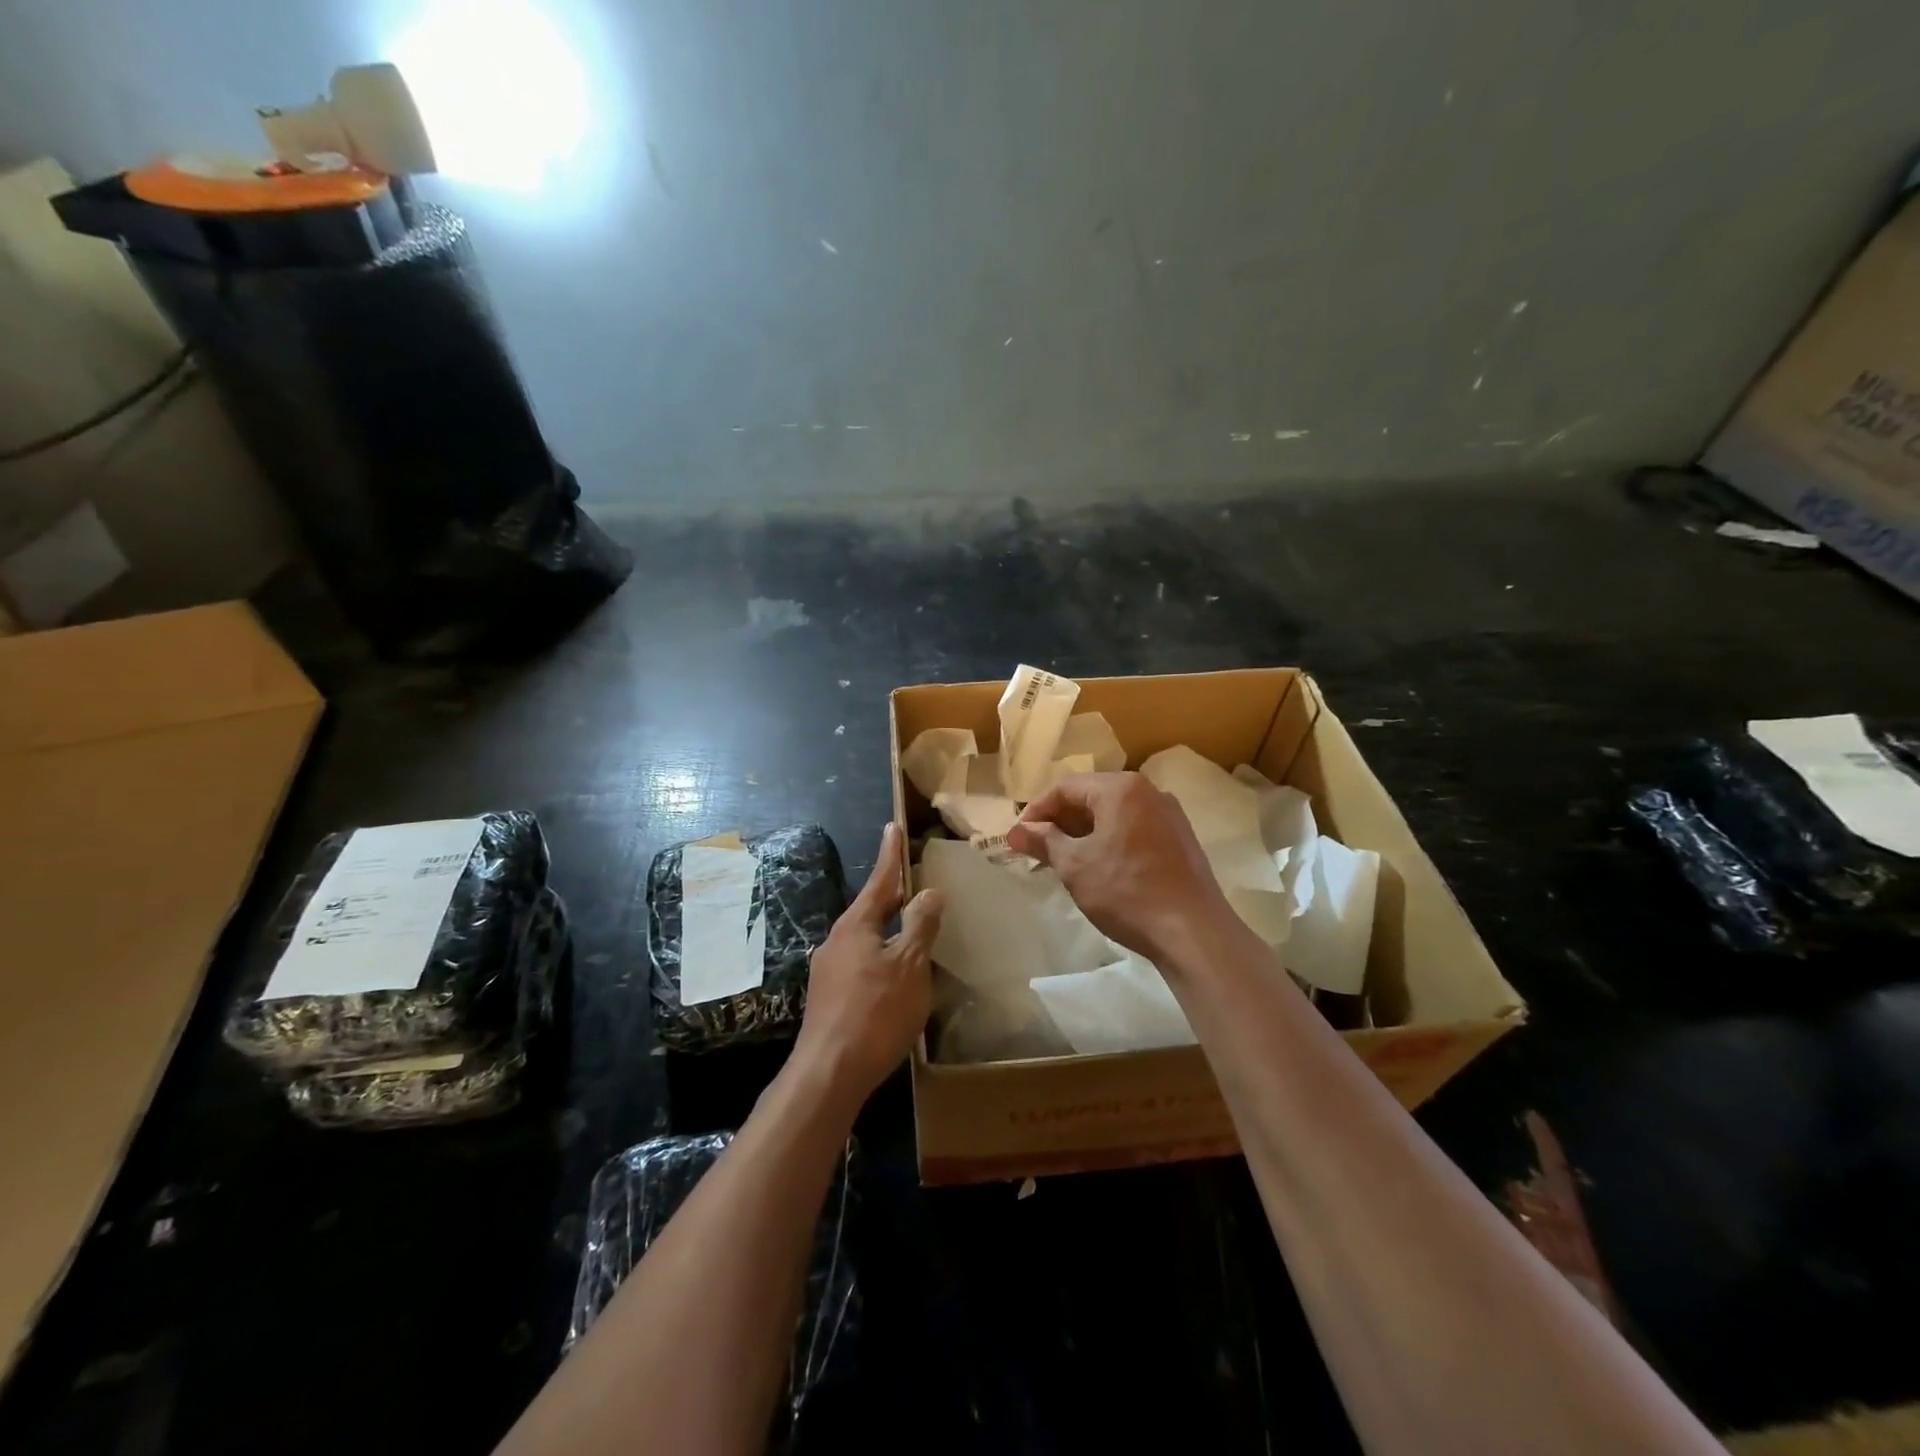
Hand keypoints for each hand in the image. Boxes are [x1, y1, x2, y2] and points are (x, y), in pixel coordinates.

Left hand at [792, 824, 943, 1111]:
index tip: (892, 826)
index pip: (880, 880)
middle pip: (870, 908)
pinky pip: (861, 961)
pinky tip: (895, 972)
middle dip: (891, 892)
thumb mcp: (909, 966)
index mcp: (856, 926)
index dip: (890, 854)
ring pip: (865, 936)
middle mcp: (837, 940)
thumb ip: (920, 926)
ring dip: (887, 926)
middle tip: (911, 875)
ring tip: (909, 924)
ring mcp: (829, 969)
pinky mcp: (829, 996)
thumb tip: (929, 892)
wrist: (829, 1073)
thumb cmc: (875, 1012)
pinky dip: (881, 954)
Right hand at [1009, 772, 1230, 961]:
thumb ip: (1044, 841)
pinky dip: (1109, 841)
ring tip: (1062, 862)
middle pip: (1091, 797)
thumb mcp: (1075, 865)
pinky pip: (1133, 829)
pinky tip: (1097, 869)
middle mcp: (1148, 792)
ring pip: (1113, 815)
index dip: (1036, 811)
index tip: (1018, 837)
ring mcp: (1168, 815)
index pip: (1065, 787)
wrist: (1193, 932)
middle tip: (1036, 850)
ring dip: (1083, 834)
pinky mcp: (1180, 840)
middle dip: (1059, 823)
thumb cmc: (1126, 891)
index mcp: (1121, 788)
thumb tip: (1016, 832)